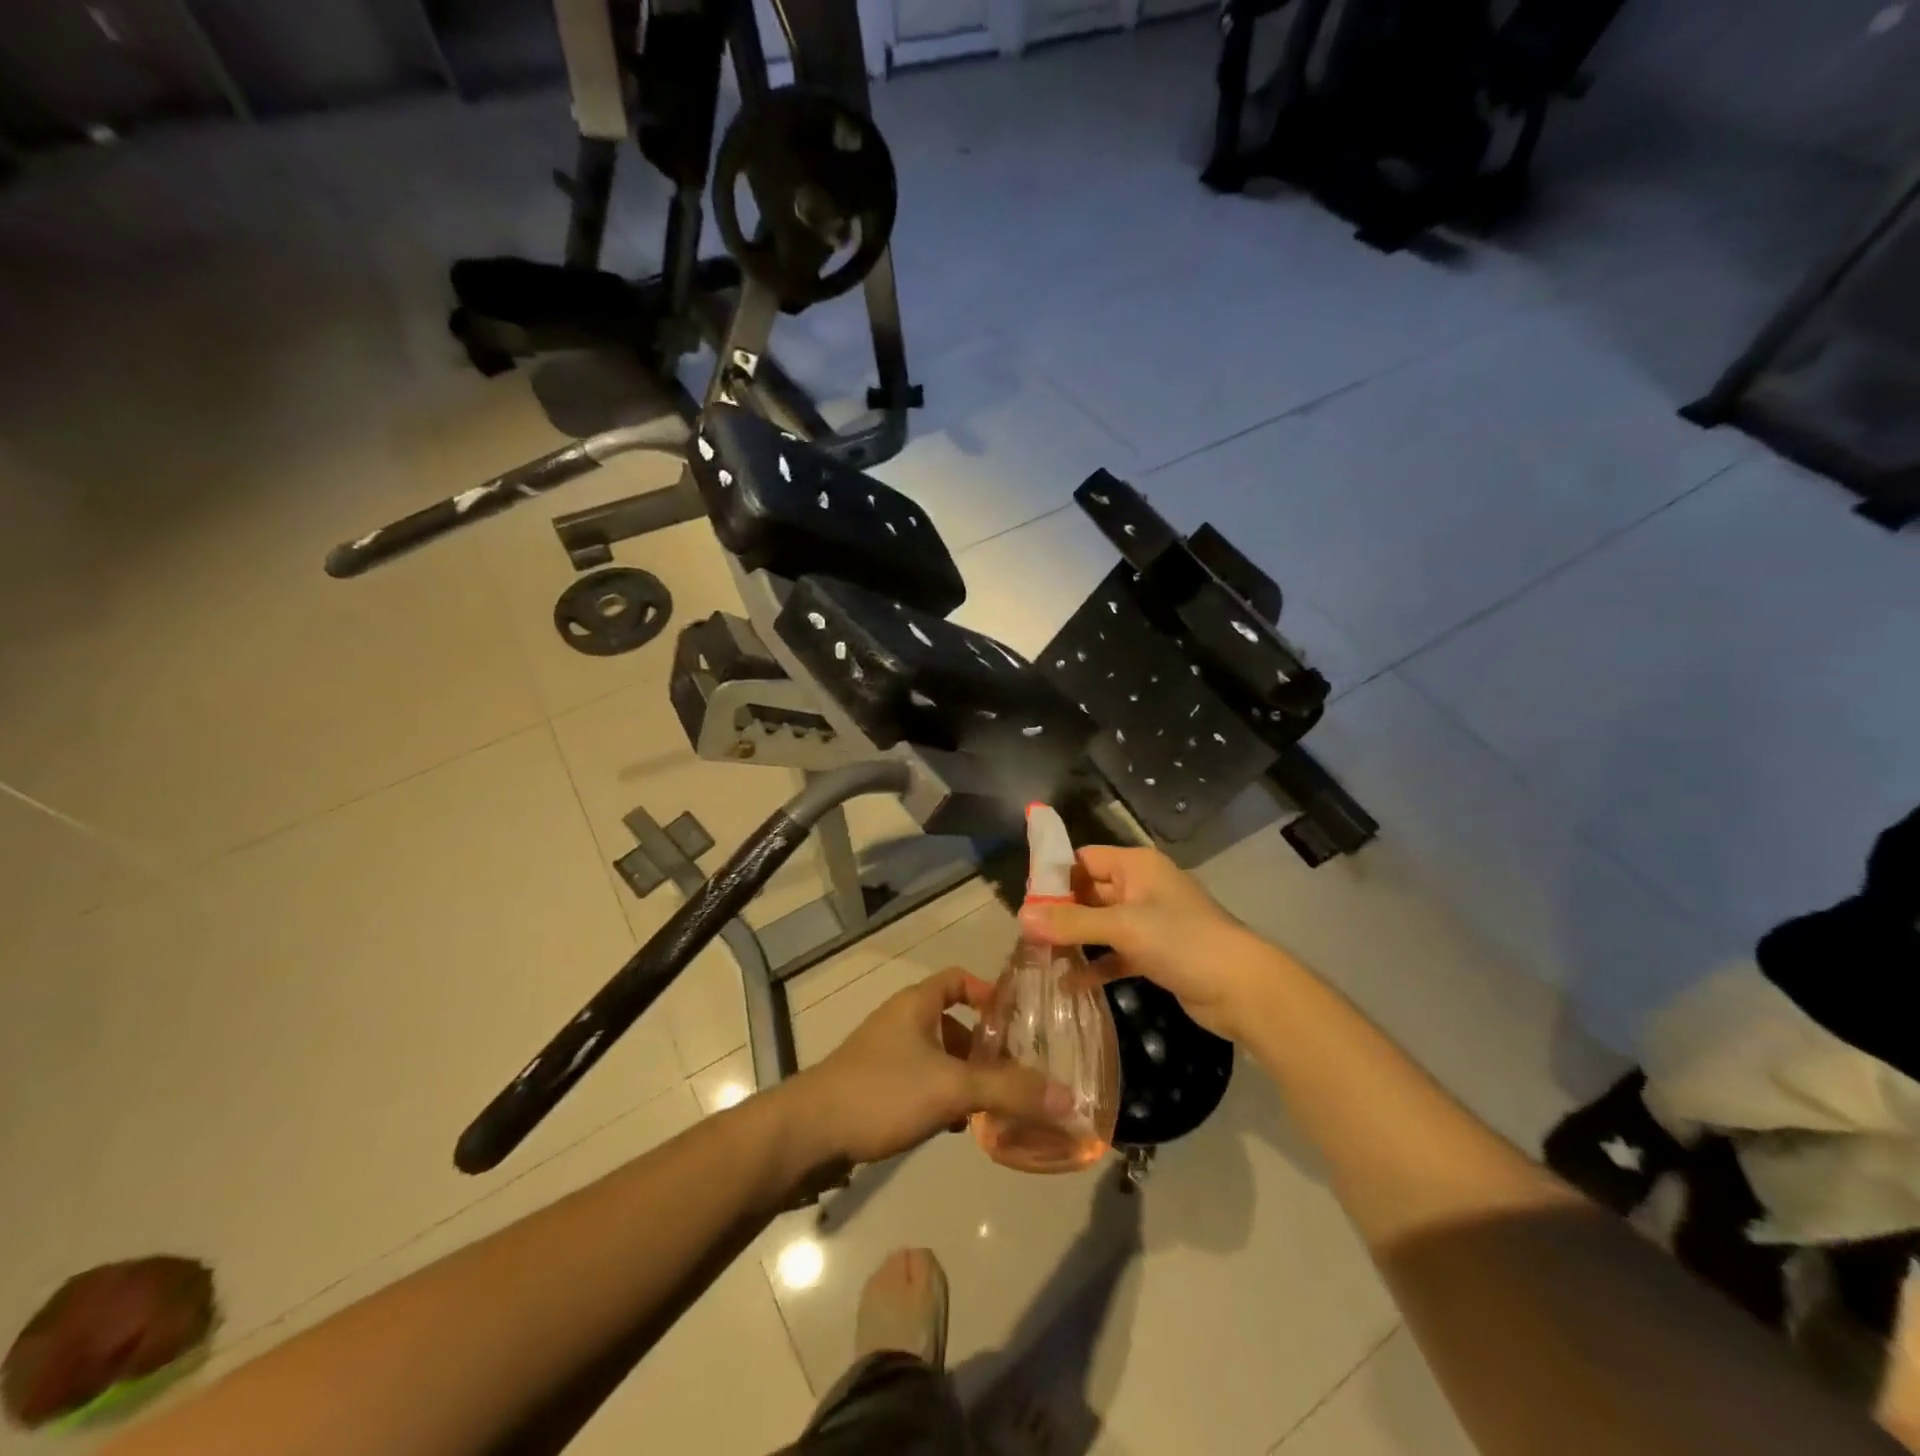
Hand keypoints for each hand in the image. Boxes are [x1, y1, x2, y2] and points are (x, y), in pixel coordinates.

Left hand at [793, 967, 1072, 1167]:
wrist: (809, 1133)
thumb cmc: (882, 1092)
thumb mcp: (951, 1088)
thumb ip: (1009, 1091)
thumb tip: (1068, 1097)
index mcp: (916, 1004)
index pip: (959, 979)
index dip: (989, 993)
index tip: (1018, 1021)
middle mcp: (901, 1021)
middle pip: (952, 1022)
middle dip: (984, 1047)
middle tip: (1016, 1072)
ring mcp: (885, 1054)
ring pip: (937, 1056)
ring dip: (964, 1077)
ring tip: (993, 1104)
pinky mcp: (875, 1086)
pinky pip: (920, 1082)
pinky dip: (941, 1096)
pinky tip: (955, 1126)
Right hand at [1018, 845, 1272, 1041]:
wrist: (1242, 988)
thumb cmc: (1182, 941)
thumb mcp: (1123, 927)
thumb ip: (1072, 923)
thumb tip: (1021, 917)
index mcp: (1136, 866)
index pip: (1084, 859)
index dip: (1054, 876)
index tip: (1024, 900)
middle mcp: (1141, 887)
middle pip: (1090, 892)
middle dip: (1060, 911)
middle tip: (1024, 933)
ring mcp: (1150, 922)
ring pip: (1101, 925)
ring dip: (1075, 940)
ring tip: (1038, 957)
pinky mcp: (1156, 954)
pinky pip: (1116, 954)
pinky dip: (1096, 965)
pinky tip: (1069, 983)